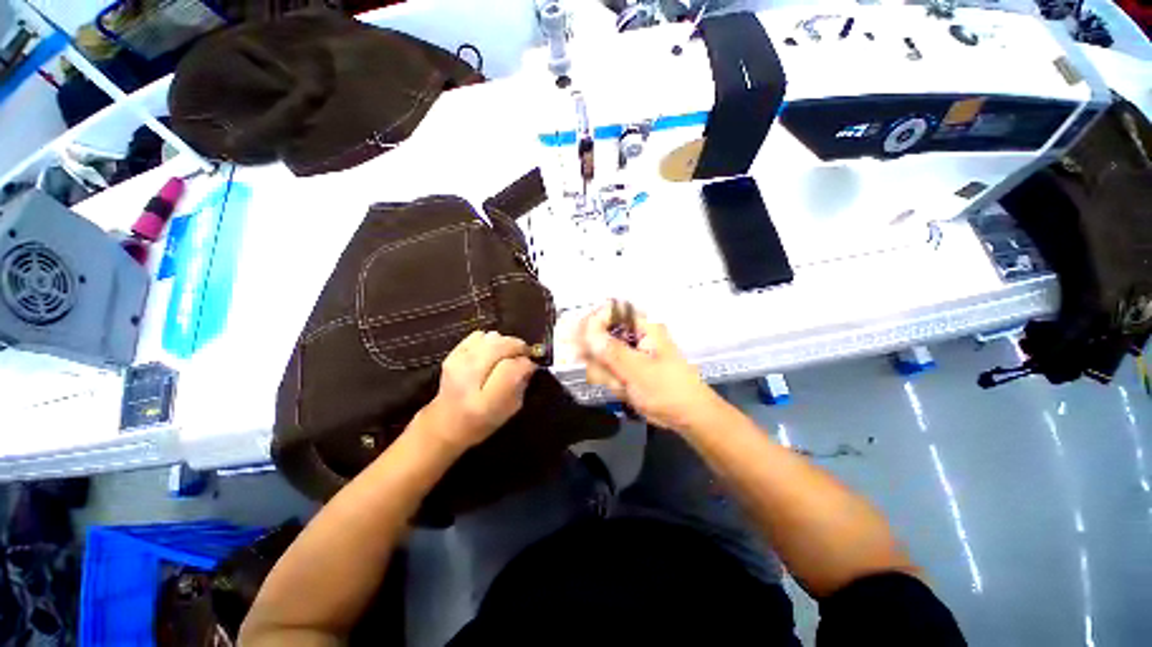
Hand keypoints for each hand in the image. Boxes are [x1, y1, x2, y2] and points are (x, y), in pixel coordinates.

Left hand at [419, 331, 536, 452]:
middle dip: (518, 348)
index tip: (530, 367)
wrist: (446, 423)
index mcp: (485, 401)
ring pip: (492, 337)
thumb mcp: (510, 409)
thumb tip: (529, 364)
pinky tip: (492, 352)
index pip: (512, 368)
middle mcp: (468, 378)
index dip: (526, 364)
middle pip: (502, 346)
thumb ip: (522, 385)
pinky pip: (479, 335)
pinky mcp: (452, 353)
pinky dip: (491, 340)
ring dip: (505, 343)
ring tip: (508, 354)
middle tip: (524, 355)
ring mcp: (457, 362)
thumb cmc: (482, 421)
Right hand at [575, 302, 724, 432]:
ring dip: (607, 375)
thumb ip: (611, 351)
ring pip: (599, 357)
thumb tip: (587, 331)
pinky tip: (625, 391)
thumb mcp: (639, 370)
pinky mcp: (625, 369)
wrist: (687, 416)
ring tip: (624, 386)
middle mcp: (633, 336)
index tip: (582, 343)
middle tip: (612, 375)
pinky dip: (611, 383)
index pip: (608, 313)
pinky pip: (605, 371)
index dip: (592, 324)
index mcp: (642, 327)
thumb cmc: (668, 389)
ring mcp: (628, 353)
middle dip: (601, 360)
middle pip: (599, 336)